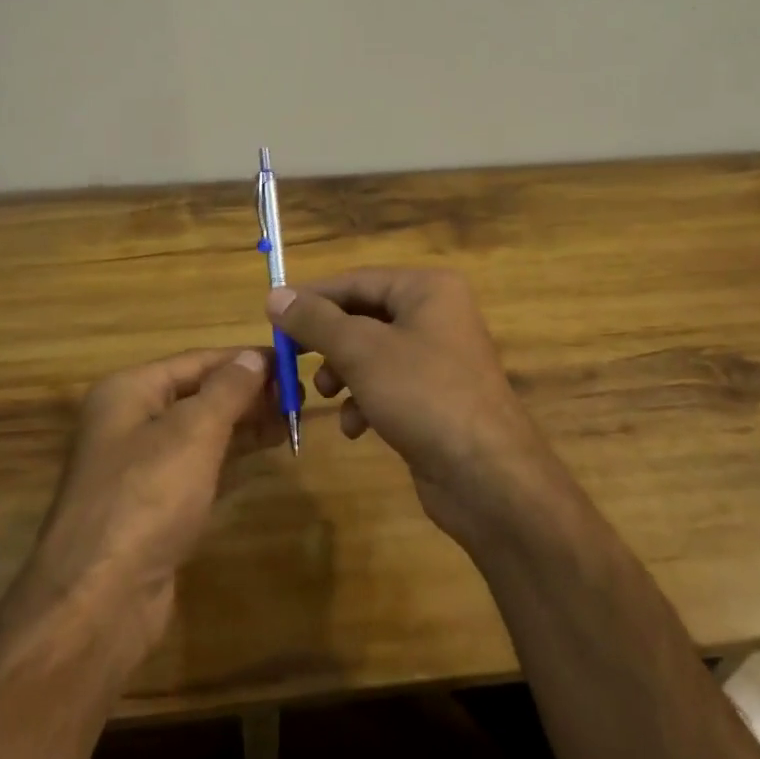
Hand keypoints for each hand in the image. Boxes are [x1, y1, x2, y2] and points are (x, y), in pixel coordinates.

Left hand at [24, 348, 280, 651]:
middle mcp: (129, 422)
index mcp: (128, 392)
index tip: (290, 360)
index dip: (242, 359)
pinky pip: (199, 467)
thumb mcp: (194, 432)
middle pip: (197, 394)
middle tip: (298, 395)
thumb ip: (228, 389)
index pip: (195, 361)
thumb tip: (255, 355)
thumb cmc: (147, 496)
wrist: (101, 599)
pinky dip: (232, 457)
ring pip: (201, 432)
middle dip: (246, 393)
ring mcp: (140, 467)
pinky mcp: (154, 507)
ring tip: (292, 419)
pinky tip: (266, 452)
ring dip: (244, 424)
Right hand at [266, 268, 562, 543]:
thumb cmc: (424, 396)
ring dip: (343, 373)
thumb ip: (315, 320)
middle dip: (328, 342)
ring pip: (372, 353)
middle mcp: (436, 314)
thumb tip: (275, 295)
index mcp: (427, 289)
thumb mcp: (361, 352)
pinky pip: (388, 384)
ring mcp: (439, 357)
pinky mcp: (436, 396)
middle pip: (363, 316)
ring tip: (326, 396)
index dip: (312, 298)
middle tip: (292, 359)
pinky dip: (366, 400)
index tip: (272, 317)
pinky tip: (356, 427)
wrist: (488, 478)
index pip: (356, 280)